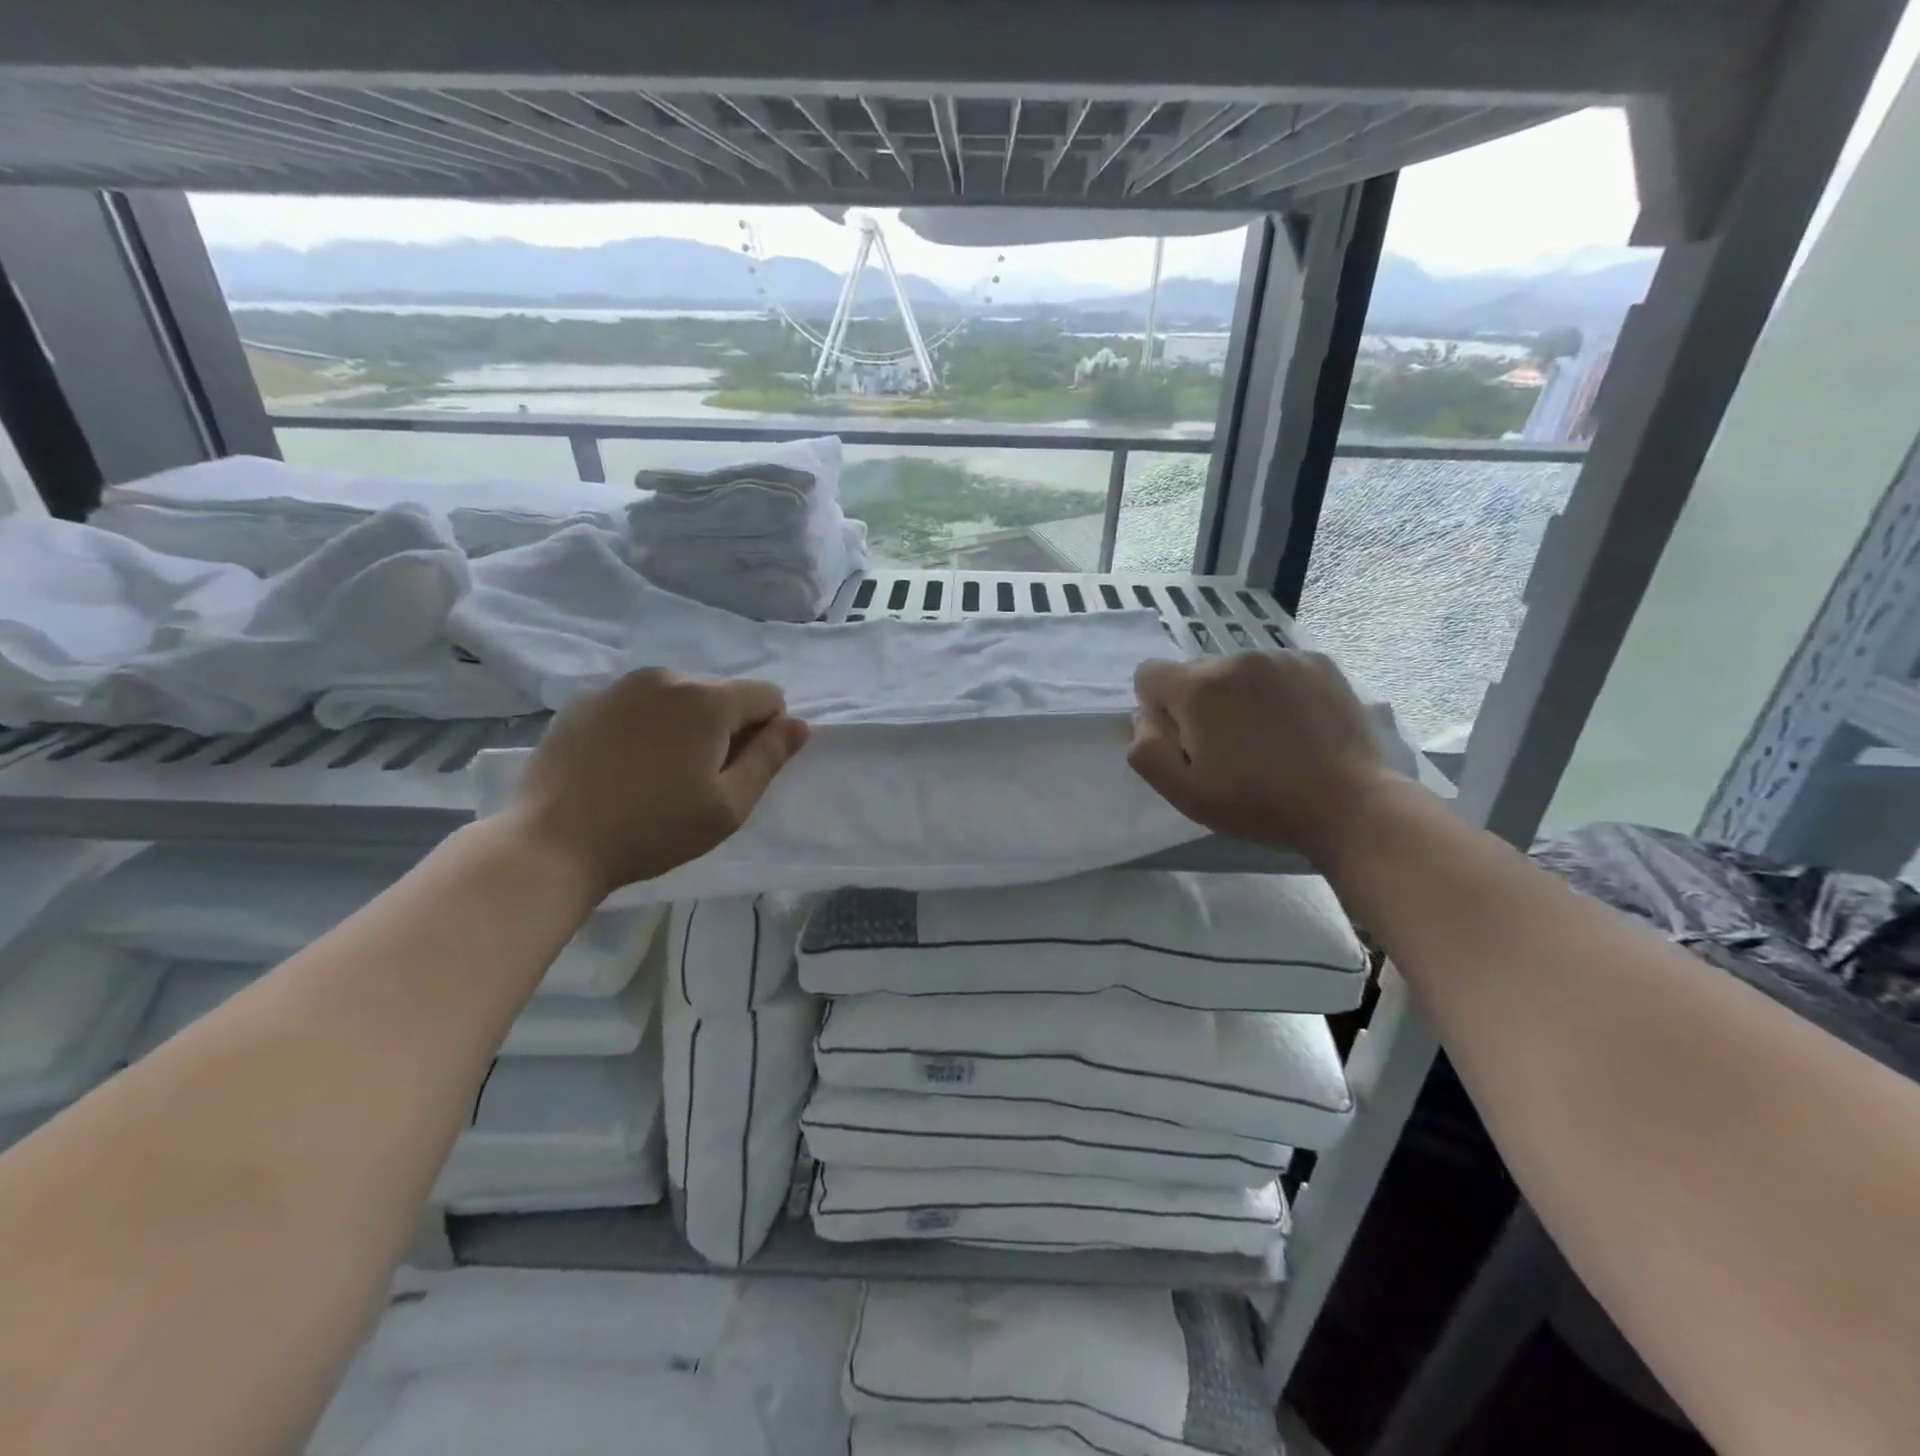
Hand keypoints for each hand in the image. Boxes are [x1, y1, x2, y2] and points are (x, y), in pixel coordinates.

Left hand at [504, 669, 809, 896]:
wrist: (552, 843)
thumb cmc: (654, 829)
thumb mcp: (729, 805)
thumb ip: (770, 758)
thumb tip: (799, 724)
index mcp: (707, 699)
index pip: (767, 696)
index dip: (767, 733)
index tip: (738, 772)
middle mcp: (666, 678)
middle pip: (721, 695)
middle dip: (724, 729)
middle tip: (697, 782)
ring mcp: (619, 686)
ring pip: (677, 698)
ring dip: (684, 726)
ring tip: (657, 775)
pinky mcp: (583, 702)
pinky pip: (636, 705)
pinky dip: (644, 727)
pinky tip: (621, 768)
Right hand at [1128, 650, 1395, 859]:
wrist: (1349, 805)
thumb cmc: (1257, 804)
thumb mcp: (1184, 793)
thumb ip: (1145, 749)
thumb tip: (1143, 717)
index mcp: (1198, 688)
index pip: (1149, 674)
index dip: (1158, 709)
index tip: (1185, 741)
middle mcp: (1236, 659)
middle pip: (1195, 673)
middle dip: (1199, 704)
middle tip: (1229, 748)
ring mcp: (1282, 657)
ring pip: (1237, 671)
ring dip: (1238, 696)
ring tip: (1267, 738)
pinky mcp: (1318, 663)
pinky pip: (1276, 669)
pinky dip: (1275, 691)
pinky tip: (1296, 725)